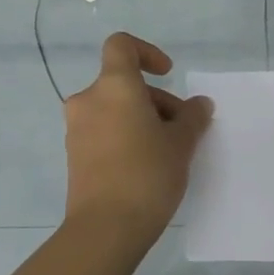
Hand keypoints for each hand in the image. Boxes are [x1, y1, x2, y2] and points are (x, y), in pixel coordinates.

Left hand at [63, 32, 213, 243]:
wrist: (105, 228)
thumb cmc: (147, 173)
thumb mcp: (181, 143)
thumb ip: (192, 117)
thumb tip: (199, 104)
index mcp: (114, 86)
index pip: (121, 46)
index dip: (146, 52)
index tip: (168, 74)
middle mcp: (89, 100)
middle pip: (123, 83)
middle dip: (156, 100)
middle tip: (182, 130)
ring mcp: (77, 129)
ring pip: (114, 109)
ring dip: (141, 119)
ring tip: (168, 151)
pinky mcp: (74, 155)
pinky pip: (104, 132)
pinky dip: (125, 136)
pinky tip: (146, 166)